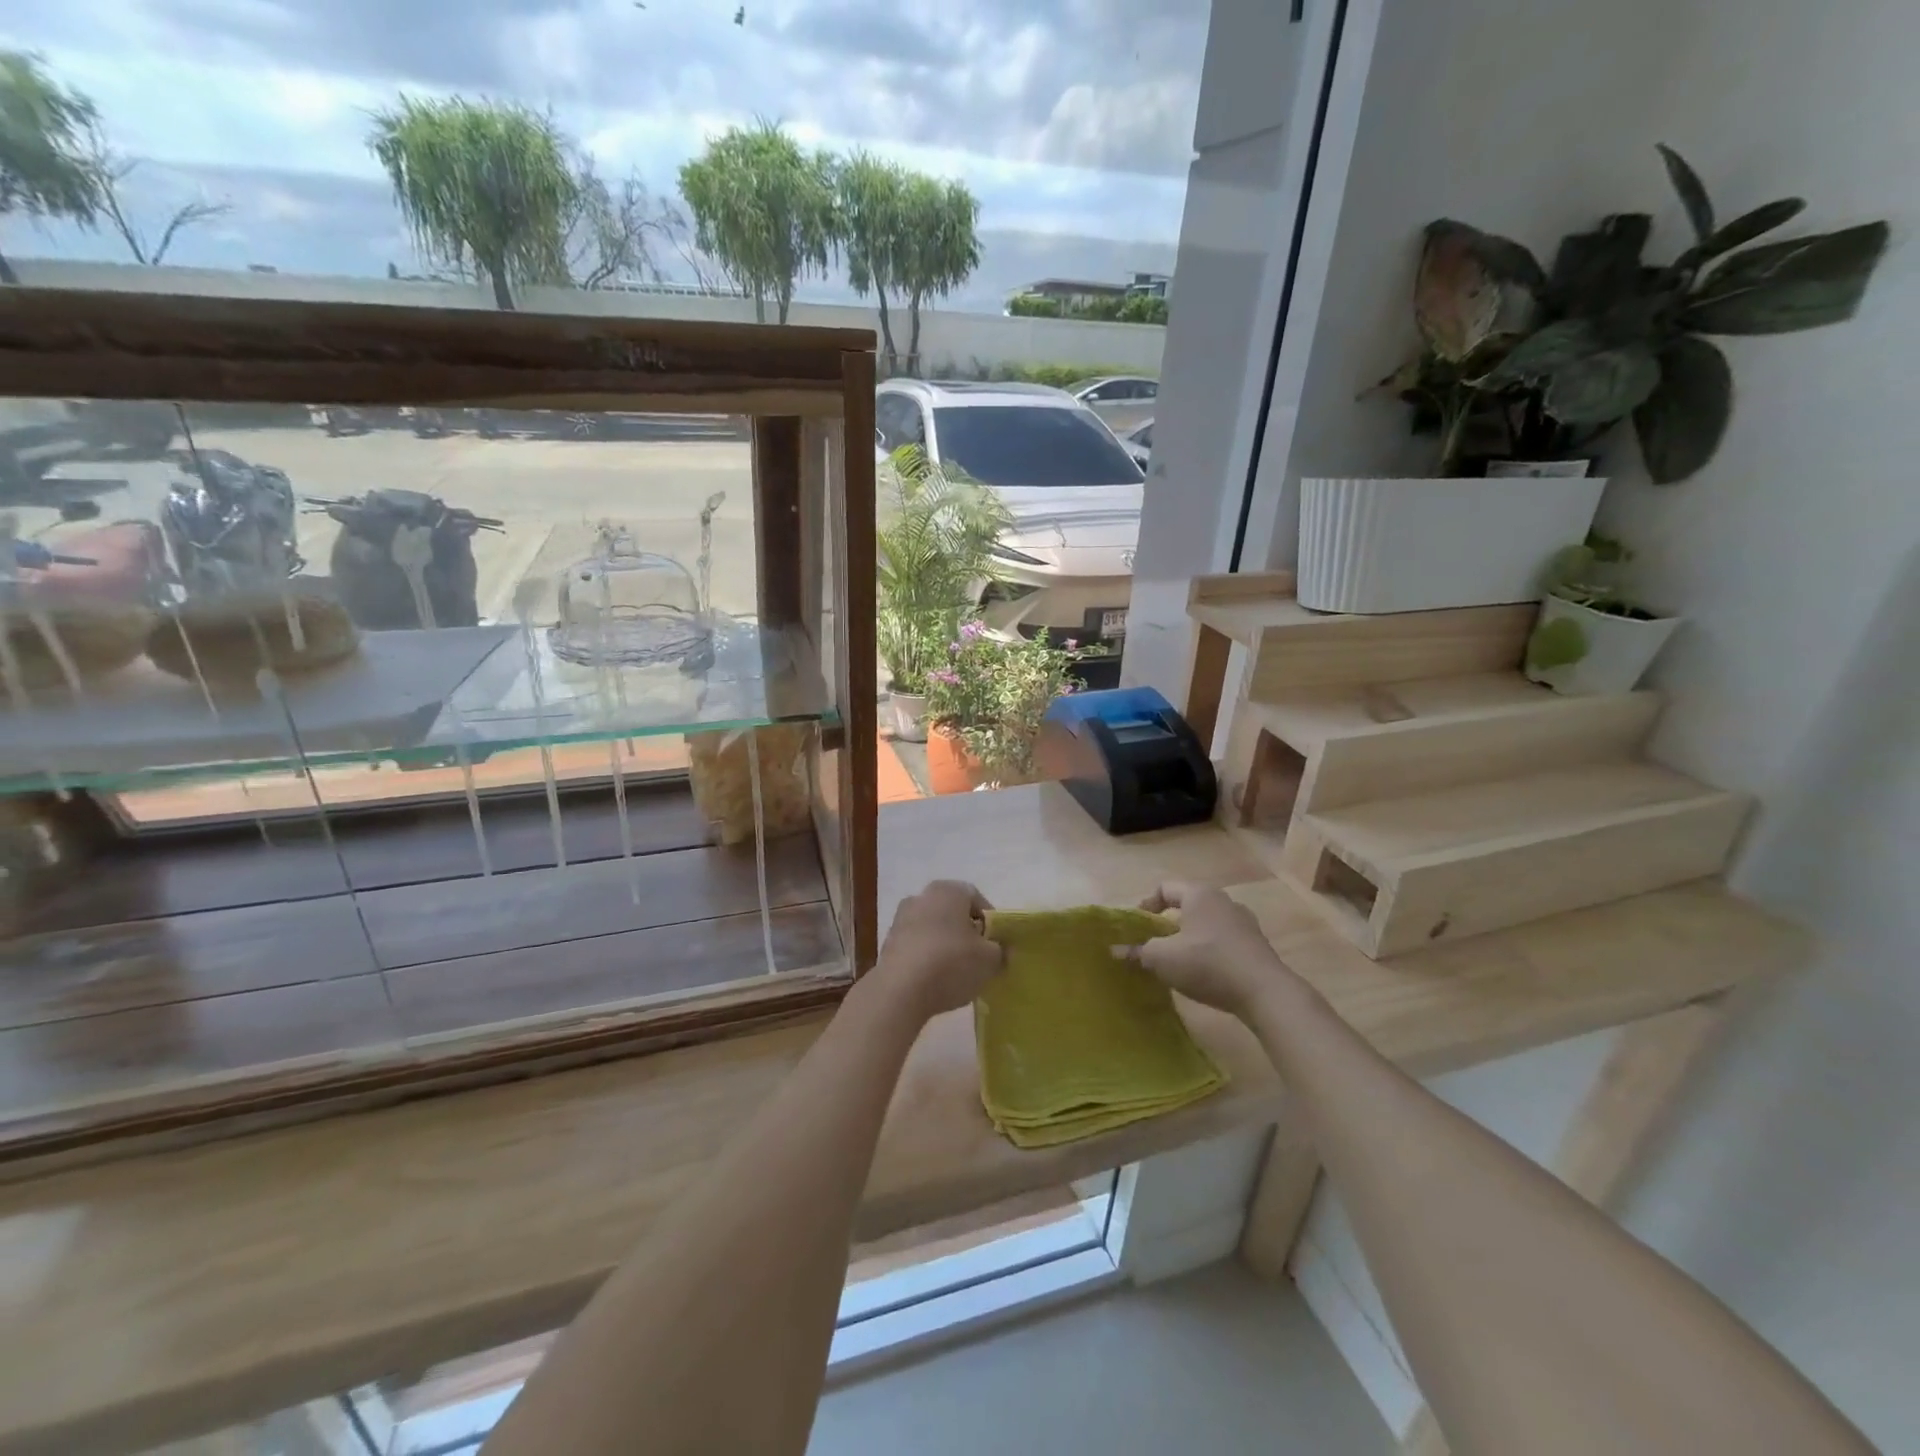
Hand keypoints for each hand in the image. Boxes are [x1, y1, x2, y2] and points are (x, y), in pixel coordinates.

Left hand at [872, 880, 1003, 1020]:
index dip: (990, 921)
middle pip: (952, 912)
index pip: (976, 897)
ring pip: (933, 929)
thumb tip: (999, 950)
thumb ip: (1000, 951)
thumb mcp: (990, 960)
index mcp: (948, 890)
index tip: (996, 944)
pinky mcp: (888, 944)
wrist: (899, 991)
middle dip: (966, 933)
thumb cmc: (951, 963)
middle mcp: (921, 896)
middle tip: (979, 957)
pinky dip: (927, 958)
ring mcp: (900, 919)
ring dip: (946, 946)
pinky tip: (935, 981)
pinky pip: (917, 946)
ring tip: (957, 973)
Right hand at [1129, 882, 1293, 1019]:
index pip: (1165, 888)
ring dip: (1188, 938)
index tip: (1137, 927)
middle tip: (1153, 945)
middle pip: (1186, 905)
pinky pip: (1223, 940)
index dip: (1146, 905)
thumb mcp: (1163, 959)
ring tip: (1177, 961)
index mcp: (1199, 894)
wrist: (1265, 992)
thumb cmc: (1207, 964)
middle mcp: (1223, 900)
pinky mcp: (1256, 945)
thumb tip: (1116, 951)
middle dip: (1167, 924)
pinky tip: (1203, 974)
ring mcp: (1243, 922)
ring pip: (1206, 923)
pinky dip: (1208, 951)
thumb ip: (1138, 952)